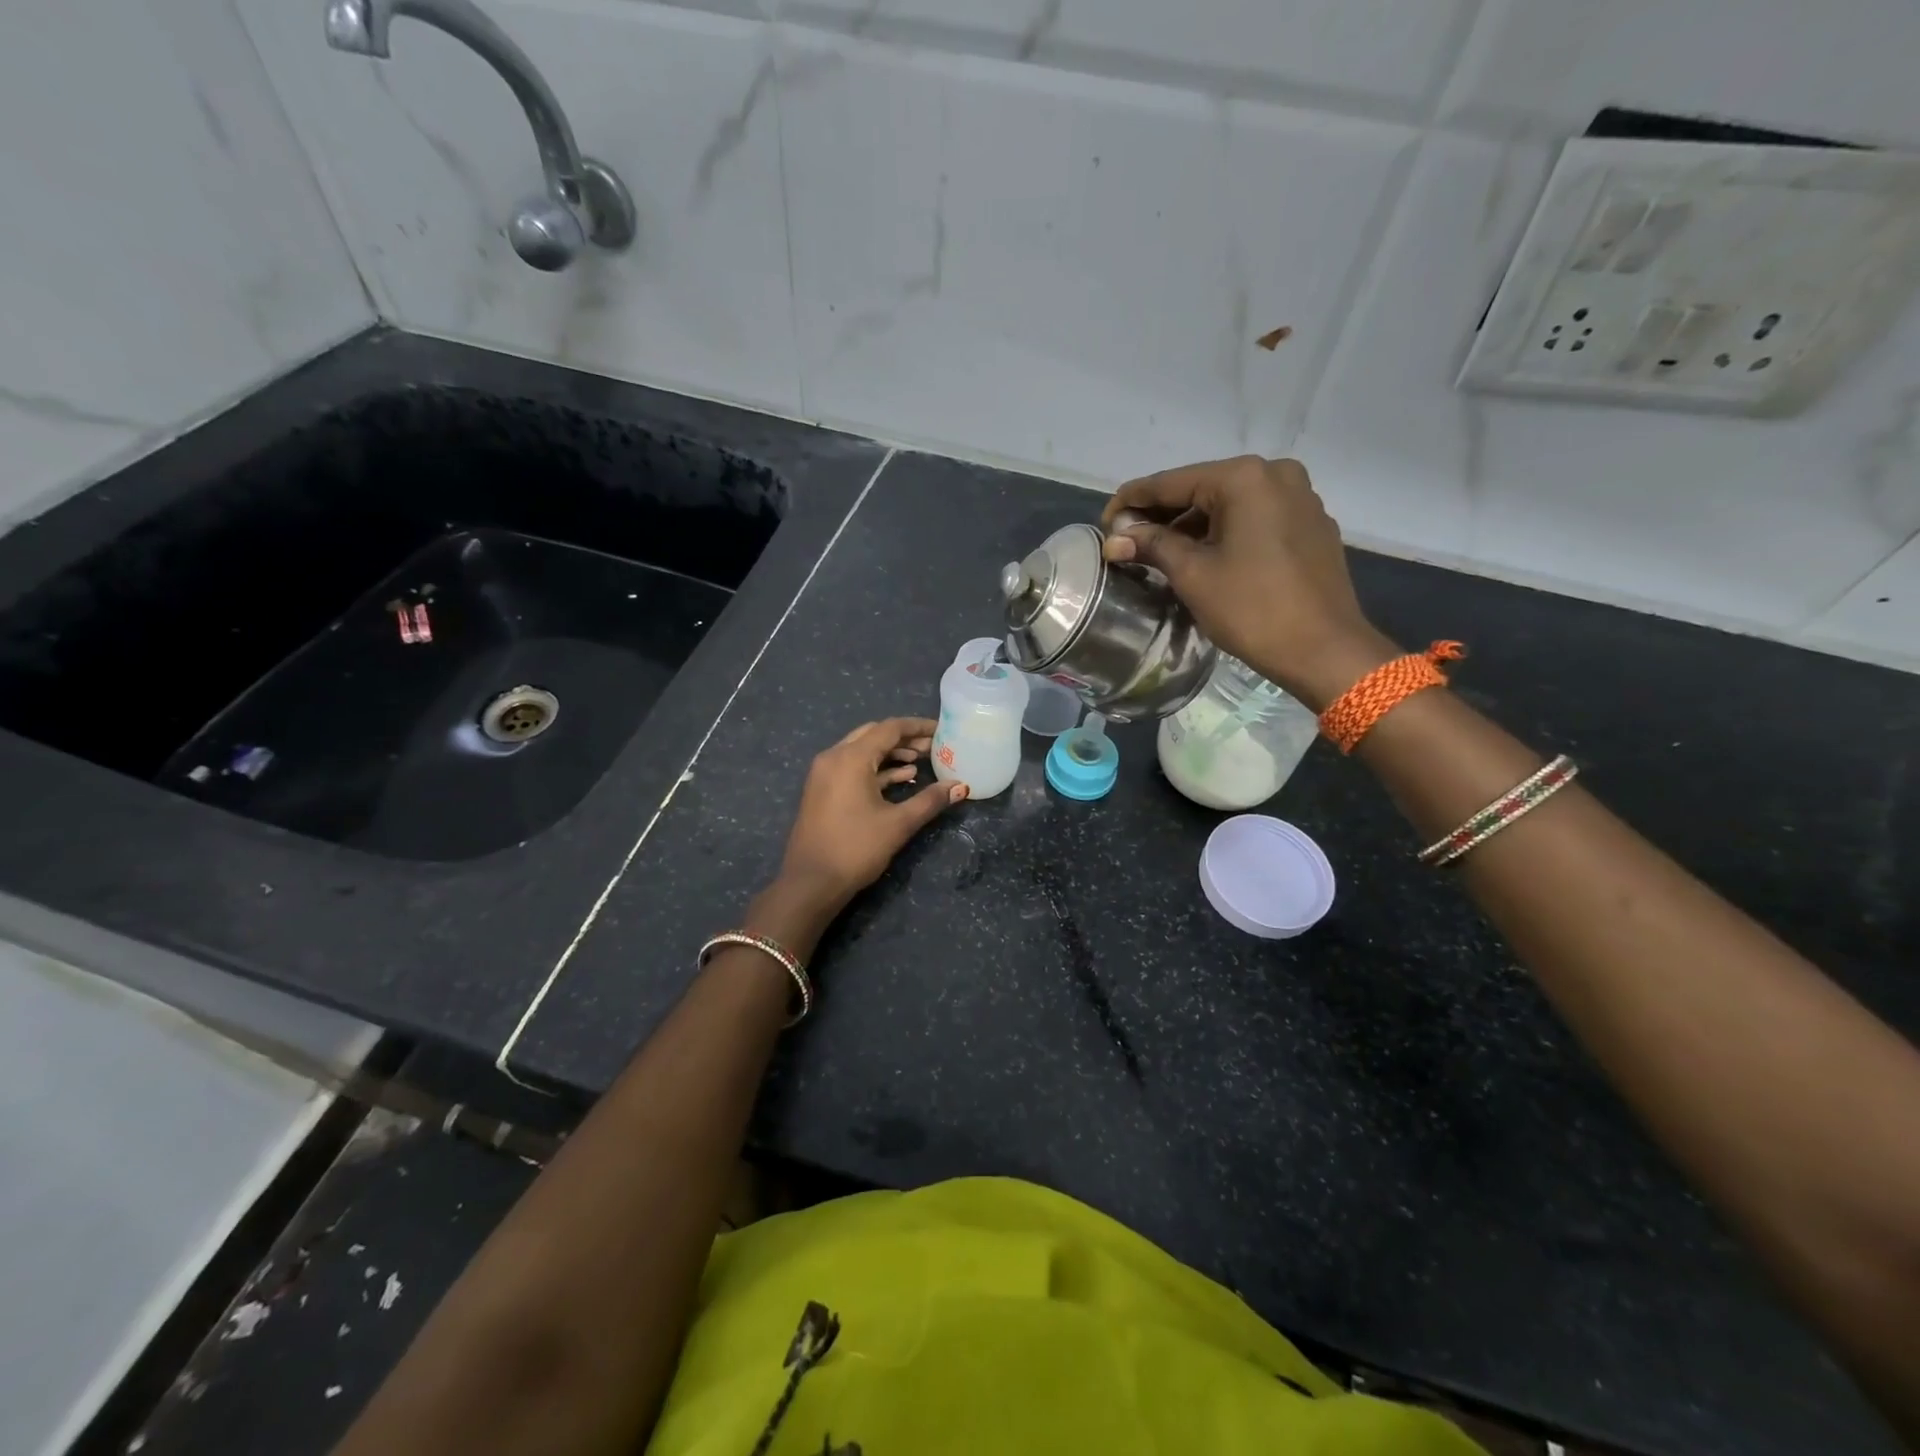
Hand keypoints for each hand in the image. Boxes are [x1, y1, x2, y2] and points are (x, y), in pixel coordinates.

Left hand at [773, 717, 966, 914]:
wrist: (811, 882)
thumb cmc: (856, 848)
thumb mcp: (898, 824)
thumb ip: (930, 800)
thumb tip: (960, 786)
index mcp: (851, 758)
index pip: (889, 728)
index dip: (918, 727)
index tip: (942, 731)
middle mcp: (834, 757)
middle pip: (874, 735)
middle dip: (904, 739)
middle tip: (932, 747)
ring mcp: (824, 773)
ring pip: (862, 751)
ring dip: (890, 754)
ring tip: (920, 763)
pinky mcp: (822, 790)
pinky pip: (852, 767)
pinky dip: (876, 769)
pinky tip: (901, 780)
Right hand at [1099, 456, 1398, 709]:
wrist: (1324, 650)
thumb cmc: (1253, 609)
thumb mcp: (1193, 575)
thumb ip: (1152, 546)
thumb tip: (1115, 538)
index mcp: (1244, 478)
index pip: (1171, 483)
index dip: (1131, 502)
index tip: (1103, 523)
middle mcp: (1275, 474)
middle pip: (1201, 489)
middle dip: (1162, 515)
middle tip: (1128, 542)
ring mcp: (1299, 498)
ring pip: (1229, 505)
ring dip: (1192, 526)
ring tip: (1160, 554)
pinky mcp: (1310, 525)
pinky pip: (1255, 519)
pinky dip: (1224, 532)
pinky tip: (1205, 557)